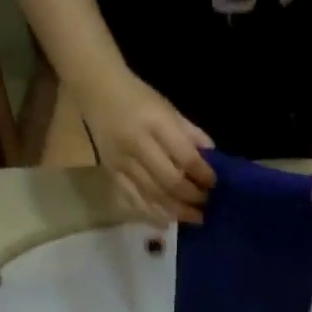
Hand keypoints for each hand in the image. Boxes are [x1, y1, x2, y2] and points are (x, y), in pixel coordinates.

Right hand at [79, 69, 215, 225]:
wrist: (96, 89)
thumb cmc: (138, 97)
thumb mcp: (168, 107)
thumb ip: (190, 133)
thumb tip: (213, 159)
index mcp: (155, 122)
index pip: (185, 156)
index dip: (203, 174)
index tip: (215, 184)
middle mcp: (137, 144)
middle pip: (170, 181)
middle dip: (192, 197)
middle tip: (207, 204)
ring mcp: (122, 162)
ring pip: (153, 195)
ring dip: (177, 210)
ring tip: (194, 217)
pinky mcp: (112, 174)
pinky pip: (134, 200)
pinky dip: (152, 214)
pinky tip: (168, 221)